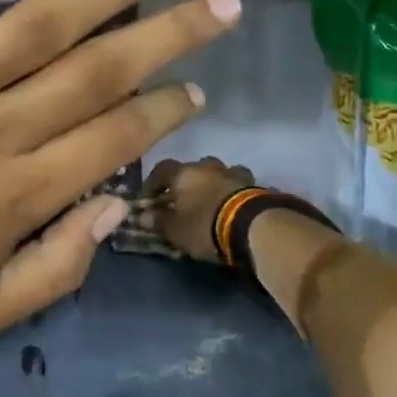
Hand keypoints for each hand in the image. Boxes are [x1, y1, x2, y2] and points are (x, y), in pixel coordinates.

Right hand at [136, 157, 255, 262]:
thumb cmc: (204, 226)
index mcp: (183, 173)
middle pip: (192, 168)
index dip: (153, 183)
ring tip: (210, 202)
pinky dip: (231, 190)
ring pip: (217, 172)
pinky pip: (237, 183)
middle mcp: (207, 166)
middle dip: (186, 182)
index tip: (150, 198)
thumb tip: (142, 215)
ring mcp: (233, 172)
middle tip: (183, 200)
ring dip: (212, 183)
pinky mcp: (254, 183)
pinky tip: (231, 203)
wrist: (252, 226)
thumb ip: (157, 220)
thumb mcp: (175, 230)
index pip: (161, 169)